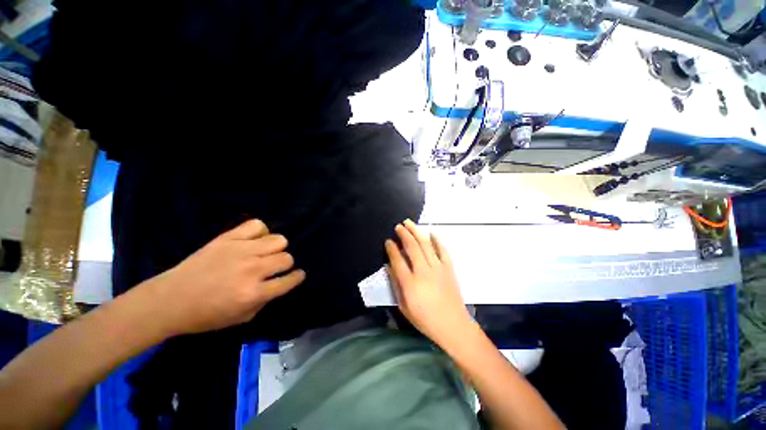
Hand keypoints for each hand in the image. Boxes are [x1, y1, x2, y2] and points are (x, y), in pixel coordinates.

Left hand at [145, 219, 305, 336]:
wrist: (169, 300)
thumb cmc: (206, 315)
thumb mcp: (242, 318)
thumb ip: (266, 300)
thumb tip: (279, 283)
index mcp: (254, 293)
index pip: (289, 280)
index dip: (297, 277)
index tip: (297, 275)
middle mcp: (252, 269)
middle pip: (287, 257)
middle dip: (285, 264)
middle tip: (274, 268)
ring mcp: (240, 251)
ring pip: (278, 240)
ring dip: (276, 248)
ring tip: (264, 253)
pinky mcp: (228, 238)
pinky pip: (257, 225)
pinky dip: (260, 231)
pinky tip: (254, 240)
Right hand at [385, 219, 472, 346]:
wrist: (453, 325)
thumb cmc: (425, 319)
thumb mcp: (404, 307)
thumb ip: (395, 285)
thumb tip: (389, 267)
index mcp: (410, 283)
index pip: (397, 260)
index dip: (391, 249)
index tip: (388, 241)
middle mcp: (423, 272)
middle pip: (412, 247)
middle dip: (404, 234)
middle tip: (398, 226)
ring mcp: (438, 268)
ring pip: (426, 245)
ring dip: (417, 232)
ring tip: (409, 223)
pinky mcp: (449, 268)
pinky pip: (443, 250)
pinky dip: (437, 240)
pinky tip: (432, 233)